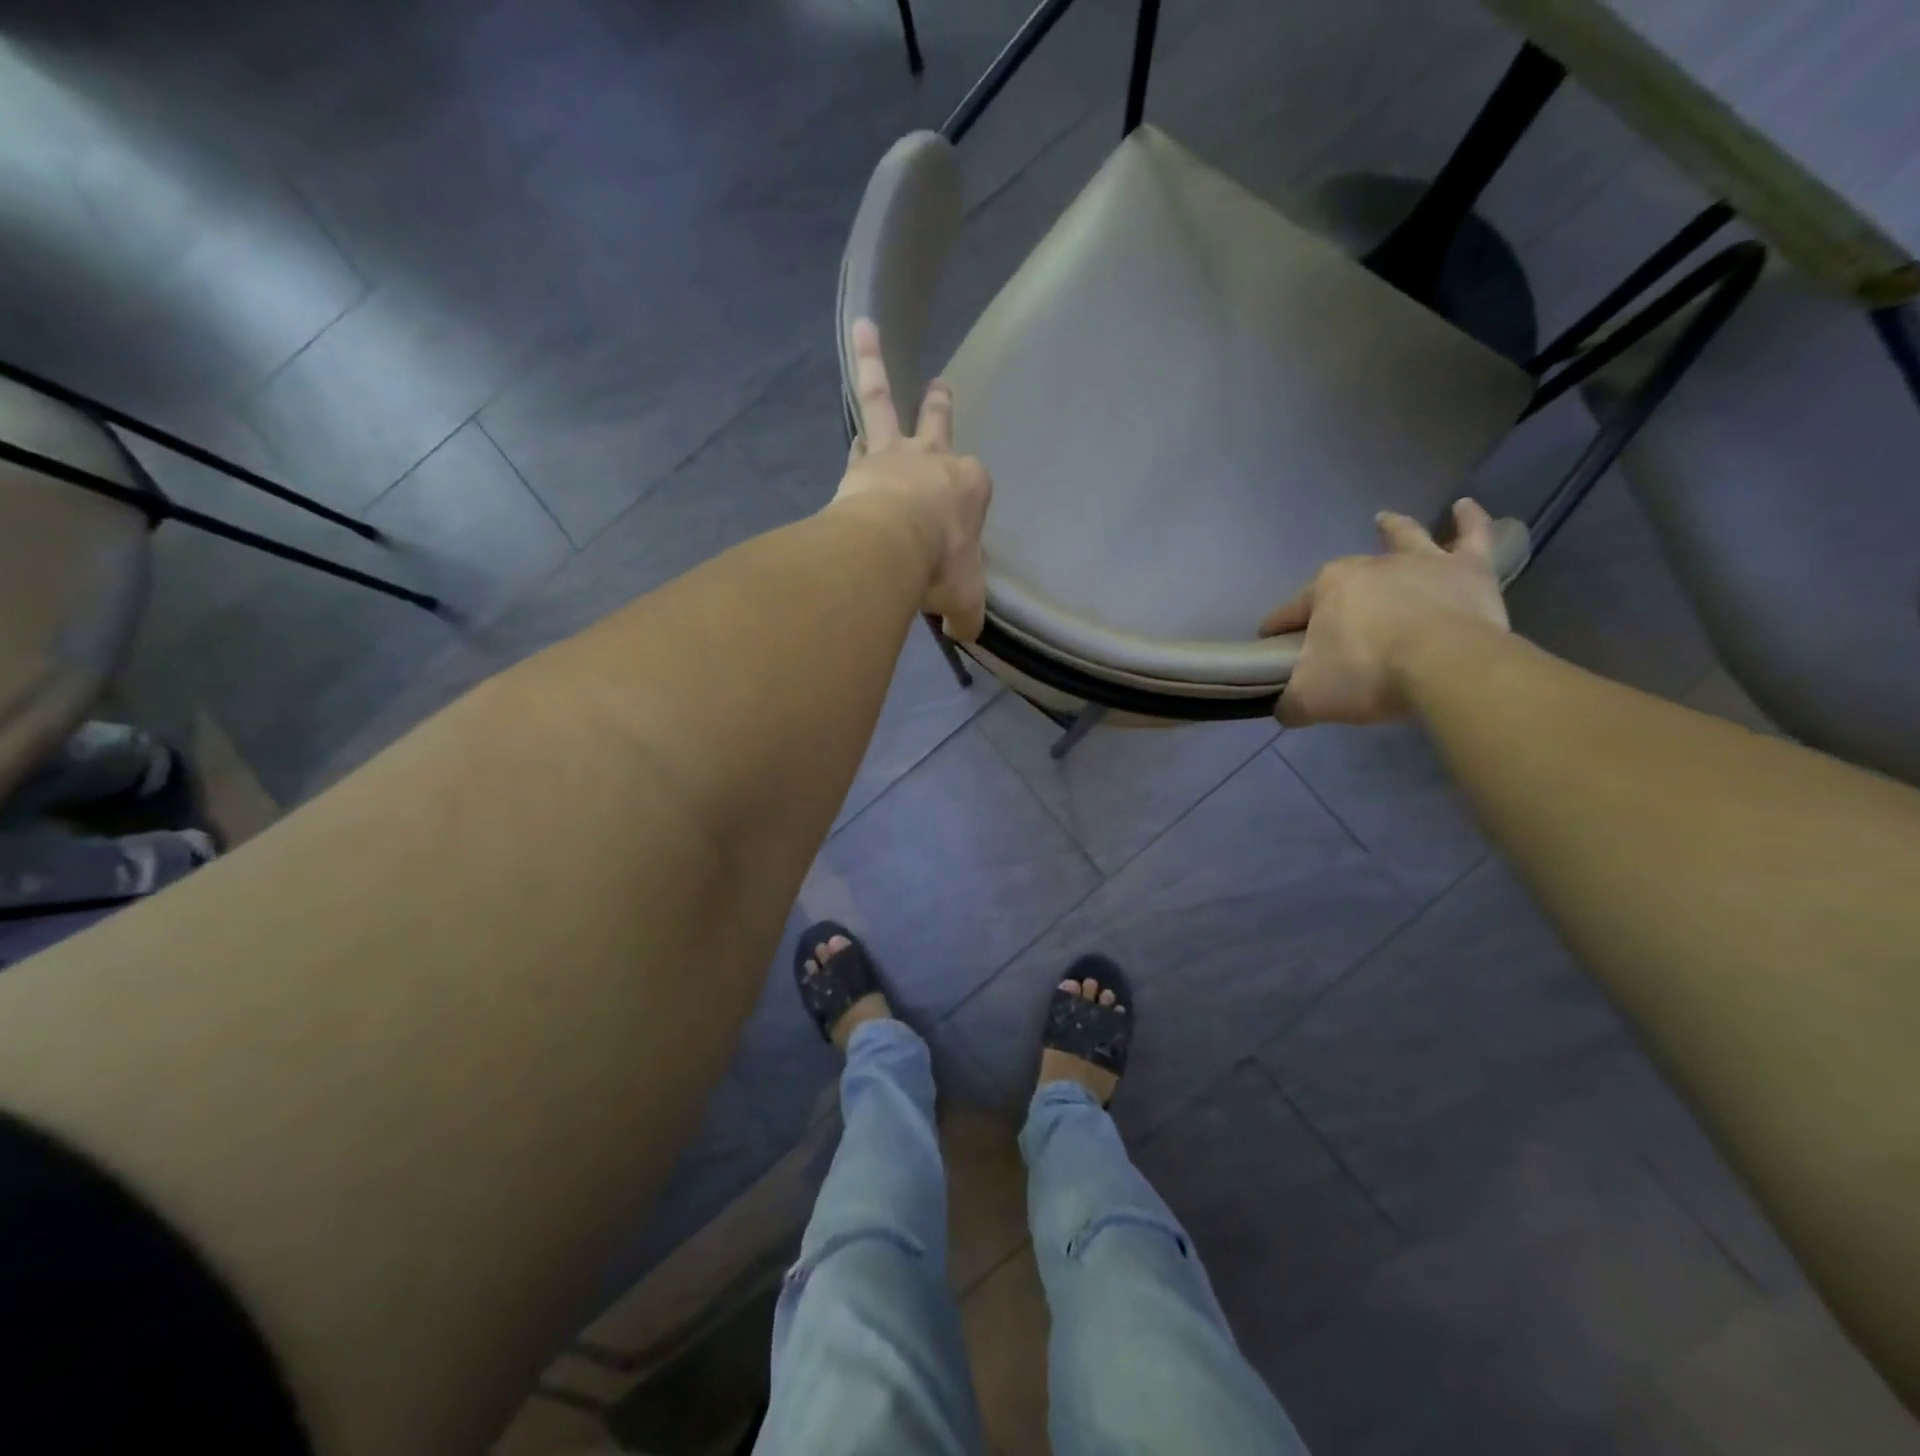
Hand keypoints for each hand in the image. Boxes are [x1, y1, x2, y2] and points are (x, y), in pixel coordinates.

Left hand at [833, 318, 992, 641]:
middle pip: (938, 425)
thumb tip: (959, 631)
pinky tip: (847, 426)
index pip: (972, 487)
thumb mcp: (965, 601)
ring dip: (874, 365)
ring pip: (884, 402)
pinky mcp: (860, 461)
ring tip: (865, 328)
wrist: (891, 548)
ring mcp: (895, 455)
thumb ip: (965, 616)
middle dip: (939, 406)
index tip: (953, 536)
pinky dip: (851, 426)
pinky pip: (855, 432)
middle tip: (940, 385)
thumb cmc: (940, 568)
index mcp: (971, 488)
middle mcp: (935, 460)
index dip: (964, 508)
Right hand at [1259, 499, 1509, 725]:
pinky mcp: (1469, 570)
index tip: (1272, 652)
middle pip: (1342, 580)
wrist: (1445, 667)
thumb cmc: (1367, 673)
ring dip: (1393, 528)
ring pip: (1403, 538)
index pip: (1289, 613)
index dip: (1277, 633)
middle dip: (1331, 597)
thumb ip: (1291, 703)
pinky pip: (1472, 536)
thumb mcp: (1310, 698)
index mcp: (1326, 589)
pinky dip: (1470, 520)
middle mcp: (1369, 565)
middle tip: (1332, 625)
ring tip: (1385, 519)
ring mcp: (1421, 563)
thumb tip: (1285, 711)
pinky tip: (1466, 506)